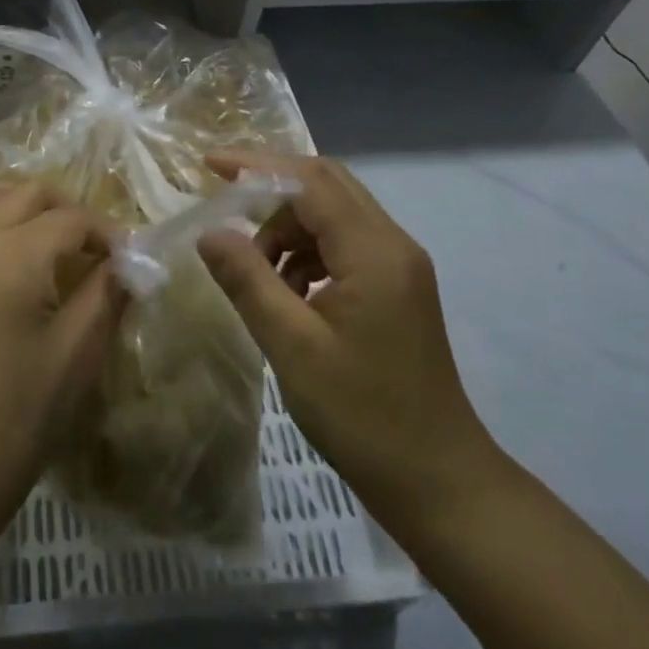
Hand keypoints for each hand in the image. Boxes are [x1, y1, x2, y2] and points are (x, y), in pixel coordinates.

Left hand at [0, 182, 122, 540]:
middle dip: (66, 209)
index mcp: (13, 259)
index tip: (127, 255)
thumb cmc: (19, 415)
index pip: (70, 220)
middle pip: (26, 194)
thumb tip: (128, 260)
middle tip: (90, 245)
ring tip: (44, 232)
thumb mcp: (76, 353)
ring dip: (19, 201)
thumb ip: (105, 294)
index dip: (105, 232)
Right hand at [197, 152, 498, 528]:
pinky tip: (287, 292)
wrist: (440, 483)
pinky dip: (307, 252)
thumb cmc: (363, 416)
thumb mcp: (292, 347)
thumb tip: (209, 232)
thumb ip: (248, 281)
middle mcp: (393, 244)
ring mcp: (400, 266)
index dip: (257, 166)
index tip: (208, 165)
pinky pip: (344, 244)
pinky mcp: (397, 288)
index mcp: (374, 252)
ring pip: (333, 214)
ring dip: (288, 227)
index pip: (310, 181)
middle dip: (271, 187)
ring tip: (255, 271)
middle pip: (326, 185)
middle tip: (224, 202)